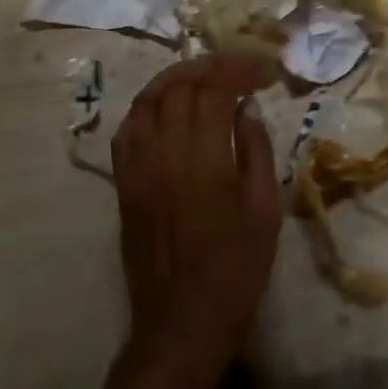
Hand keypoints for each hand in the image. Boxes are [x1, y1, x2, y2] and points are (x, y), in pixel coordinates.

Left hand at [111, 54, 281, 388]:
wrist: (182, 321)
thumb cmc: (236, 271)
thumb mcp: (264, 212)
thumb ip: (256, 152)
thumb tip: (246, 111)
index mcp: (204, 161)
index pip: (214, 91)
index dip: (238, 70)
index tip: (262, 70)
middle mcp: (164, 154)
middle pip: (178, 86)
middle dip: (209, 67)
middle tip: (236, 67)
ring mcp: (136, 167)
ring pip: (147, 100)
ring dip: (175, 78)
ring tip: (203, 76)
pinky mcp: (122, 182)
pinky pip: (127, 129)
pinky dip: (148, 106)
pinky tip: (167, 107)